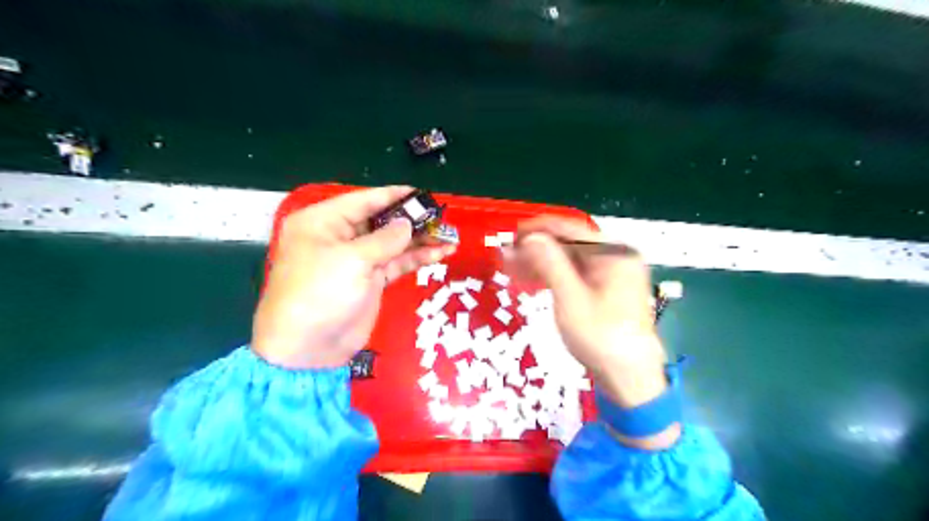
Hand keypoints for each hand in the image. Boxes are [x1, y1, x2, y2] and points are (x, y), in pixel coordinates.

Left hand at [252, 187, 455, 370]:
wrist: (309, 348)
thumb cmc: (321, 293)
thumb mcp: (352, 260)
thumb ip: (385, 239)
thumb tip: (408, 224)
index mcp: (323, 222)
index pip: (363, 200)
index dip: (393, 196)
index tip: (421, 193)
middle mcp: (339, 237)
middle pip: (381, 221)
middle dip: (411, 220)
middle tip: (441, 216)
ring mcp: (357, 261)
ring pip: (393, 243)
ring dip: (420, 240)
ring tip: (449, 235)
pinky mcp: (370, 281)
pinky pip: (397, 263)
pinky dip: (417, 259)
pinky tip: (441, 253)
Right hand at [506, 216, 666, 410]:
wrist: (629, 377)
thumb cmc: (600, 337)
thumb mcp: (570, 299)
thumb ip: (550, 263)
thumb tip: (530, 237)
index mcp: (614, 252)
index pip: (570, 229)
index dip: (538, 230)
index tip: (511, 236)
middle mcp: (616, 256)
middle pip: (570, 243)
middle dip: (536, 248)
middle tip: (507, 256)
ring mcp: (613, 273)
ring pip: (570, 259)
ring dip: (541, 262)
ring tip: (513, 269)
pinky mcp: (606, 289)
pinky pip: (576, 273)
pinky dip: (554, 275)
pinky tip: (533, 280)